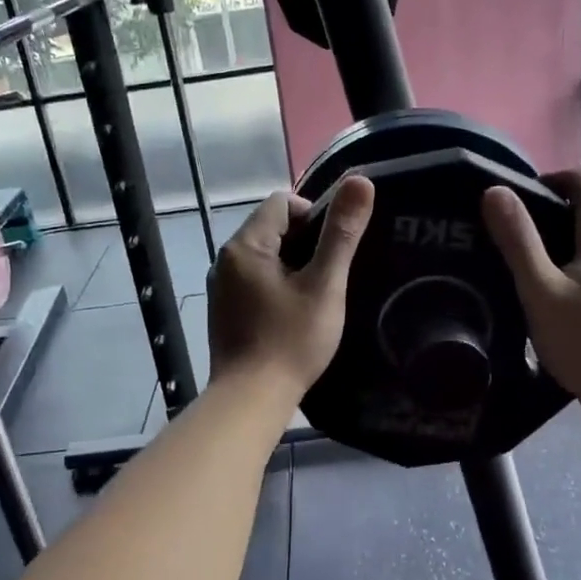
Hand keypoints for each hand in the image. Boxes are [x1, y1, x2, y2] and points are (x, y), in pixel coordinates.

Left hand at [208, 177, 374, 396]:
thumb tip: (360, 181)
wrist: (250, 398)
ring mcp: (220, 287)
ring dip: (291, 266)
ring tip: (316, 294)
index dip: (314, 215)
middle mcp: (225, 259)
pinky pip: (253, 281)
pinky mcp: (223, 311)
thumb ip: (342, 233)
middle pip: (271, 228)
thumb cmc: (291, 340)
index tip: (334, 247)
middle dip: (304, 242)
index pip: (282, 202)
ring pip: (263, 257)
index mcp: (246, 245)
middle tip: (330, 274)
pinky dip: (275, 286)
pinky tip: (293, 313)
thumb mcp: (324, 285)